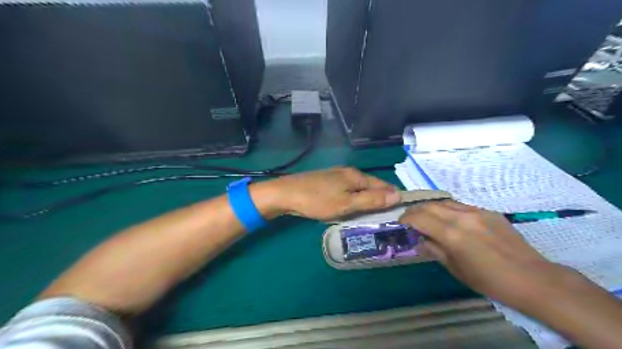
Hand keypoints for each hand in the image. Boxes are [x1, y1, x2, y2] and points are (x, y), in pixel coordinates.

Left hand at [265, 166, 400, 220]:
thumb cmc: (317, 200)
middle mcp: (348, 172)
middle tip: (384, 216)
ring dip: (365, 199)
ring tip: (370, 214)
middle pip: (370, 185)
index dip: (391, 197)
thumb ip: (371, 200)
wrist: (286, 194)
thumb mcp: (347, 203)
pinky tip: (351, 206)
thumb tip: (397, 195)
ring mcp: (336, 176)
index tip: (398, 211)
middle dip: (378, 198)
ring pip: (358, 188)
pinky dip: (352, 198)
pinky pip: (346, 190)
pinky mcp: (326, 181)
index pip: (382, 185)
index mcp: (356, 175)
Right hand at [402, 200, 569, 309]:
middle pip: (429, 205)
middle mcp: (461, 217)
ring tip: (427, 218)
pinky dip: (447, 210)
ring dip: (431, 208)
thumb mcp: (456, 269)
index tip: (400, 224)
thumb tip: (420, 240)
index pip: (419, 217)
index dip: (406, 218)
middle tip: (410, 220)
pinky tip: (450, 220)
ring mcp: (476, 211)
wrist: (532, 277)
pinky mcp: (488, 211)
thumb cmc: (489, 280)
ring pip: (444, 202)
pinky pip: (460, 206)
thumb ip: (434, 250)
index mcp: (451, 234)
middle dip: (415, 210)